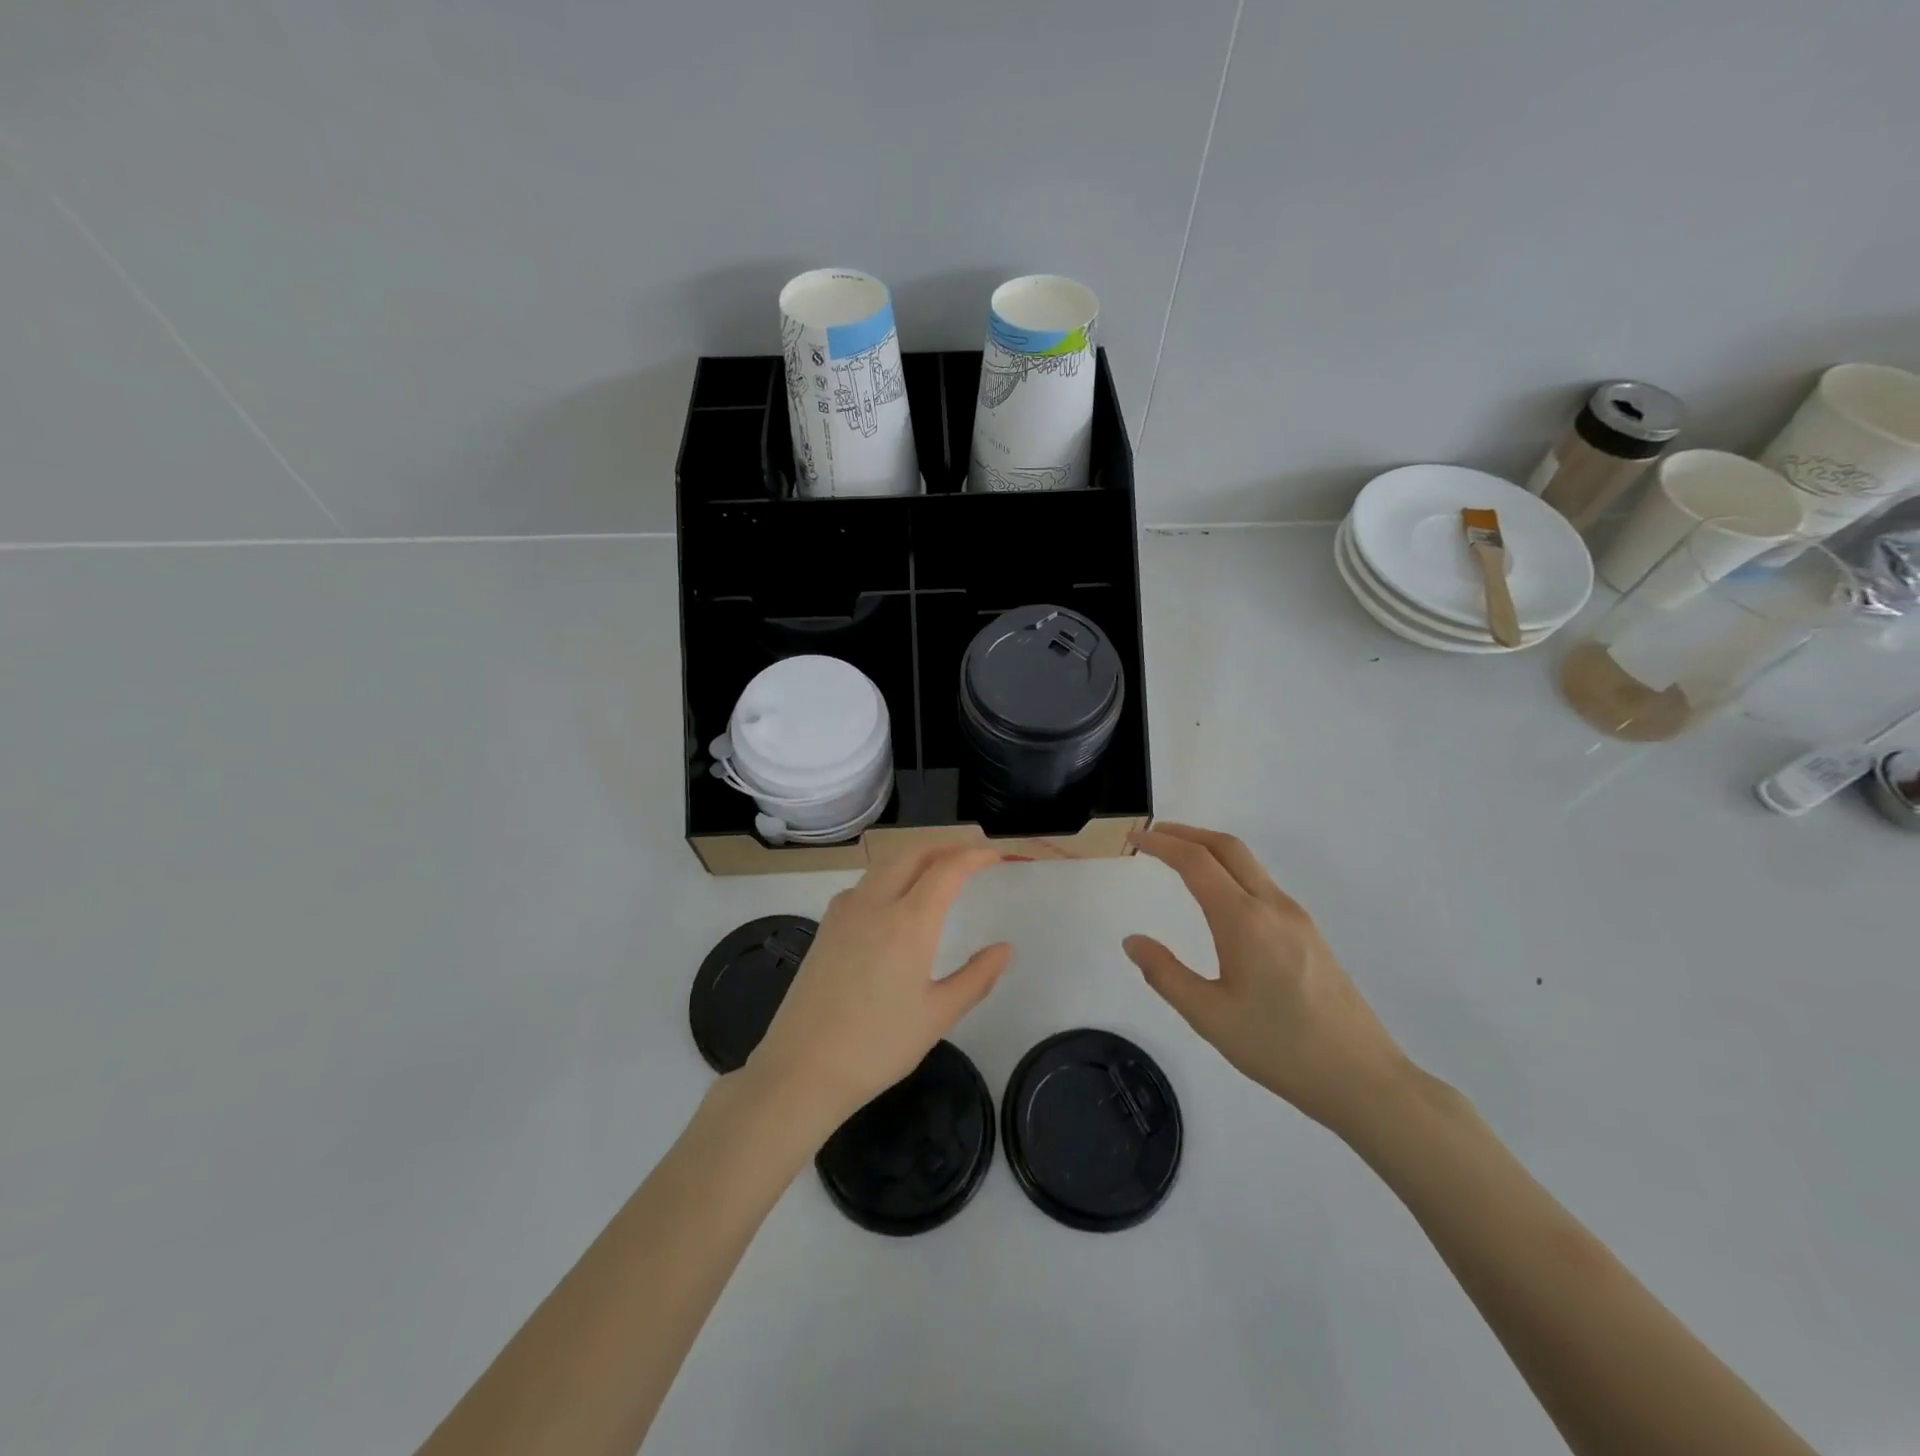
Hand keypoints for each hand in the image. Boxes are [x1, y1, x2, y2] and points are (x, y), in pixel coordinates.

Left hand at [745, 844, 1011, 1133]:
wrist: (802, 1068)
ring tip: (938, 870)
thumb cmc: (878, 1046)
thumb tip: (1005, 949)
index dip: (974, 856)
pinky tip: (895, 899)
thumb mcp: (938, 1016)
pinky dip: (889, 875)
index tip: (995, 856)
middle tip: (971, 856)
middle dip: (945, 846)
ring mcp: (845, 911)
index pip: (947, 868)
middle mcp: (875, 903)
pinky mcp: (826, 925)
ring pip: (885, 864)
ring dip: (916, 856)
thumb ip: (977, 977)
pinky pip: (864, 883)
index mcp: (909, 922)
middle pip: (913, 853)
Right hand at [1124, 823, 1408, 1133]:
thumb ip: (1165, 974)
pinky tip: (1219, 898)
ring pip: (1249, 864)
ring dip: (1210, 850)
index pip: (1196, 862)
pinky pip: (1263, 885)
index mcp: (1244, 921)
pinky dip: (1231, 872)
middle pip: (1228, 847)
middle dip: (1187, 833)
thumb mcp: (1210, 1017)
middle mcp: (1273, 907)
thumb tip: (1133, 941)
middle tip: (1153, 836)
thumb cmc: (1280, 1048)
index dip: (1161, 844)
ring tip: (1179, 860)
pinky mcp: (1309, 934)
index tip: (1134, 839)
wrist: (1363, 1079)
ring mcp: (1297, 918)